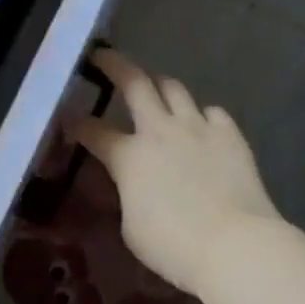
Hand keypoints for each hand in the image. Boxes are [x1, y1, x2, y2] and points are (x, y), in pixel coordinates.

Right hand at [71, 49, 280, 296]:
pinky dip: (202, 116)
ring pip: (174, 88)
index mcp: (129, 156)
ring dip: (160, 85)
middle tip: (104, 56)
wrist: (236, 245)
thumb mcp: (132, 227)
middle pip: (134, 83)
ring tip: (155, 88)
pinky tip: (202, 126)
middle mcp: (160, 130)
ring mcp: (197, 128)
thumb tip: (133, 184)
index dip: (77, 124)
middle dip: (115, 65)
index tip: (68, 118)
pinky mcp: (230, 135)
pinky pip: (212, 112)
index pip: (93, 131)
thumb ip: (128, 194)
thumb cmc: (174, 246)